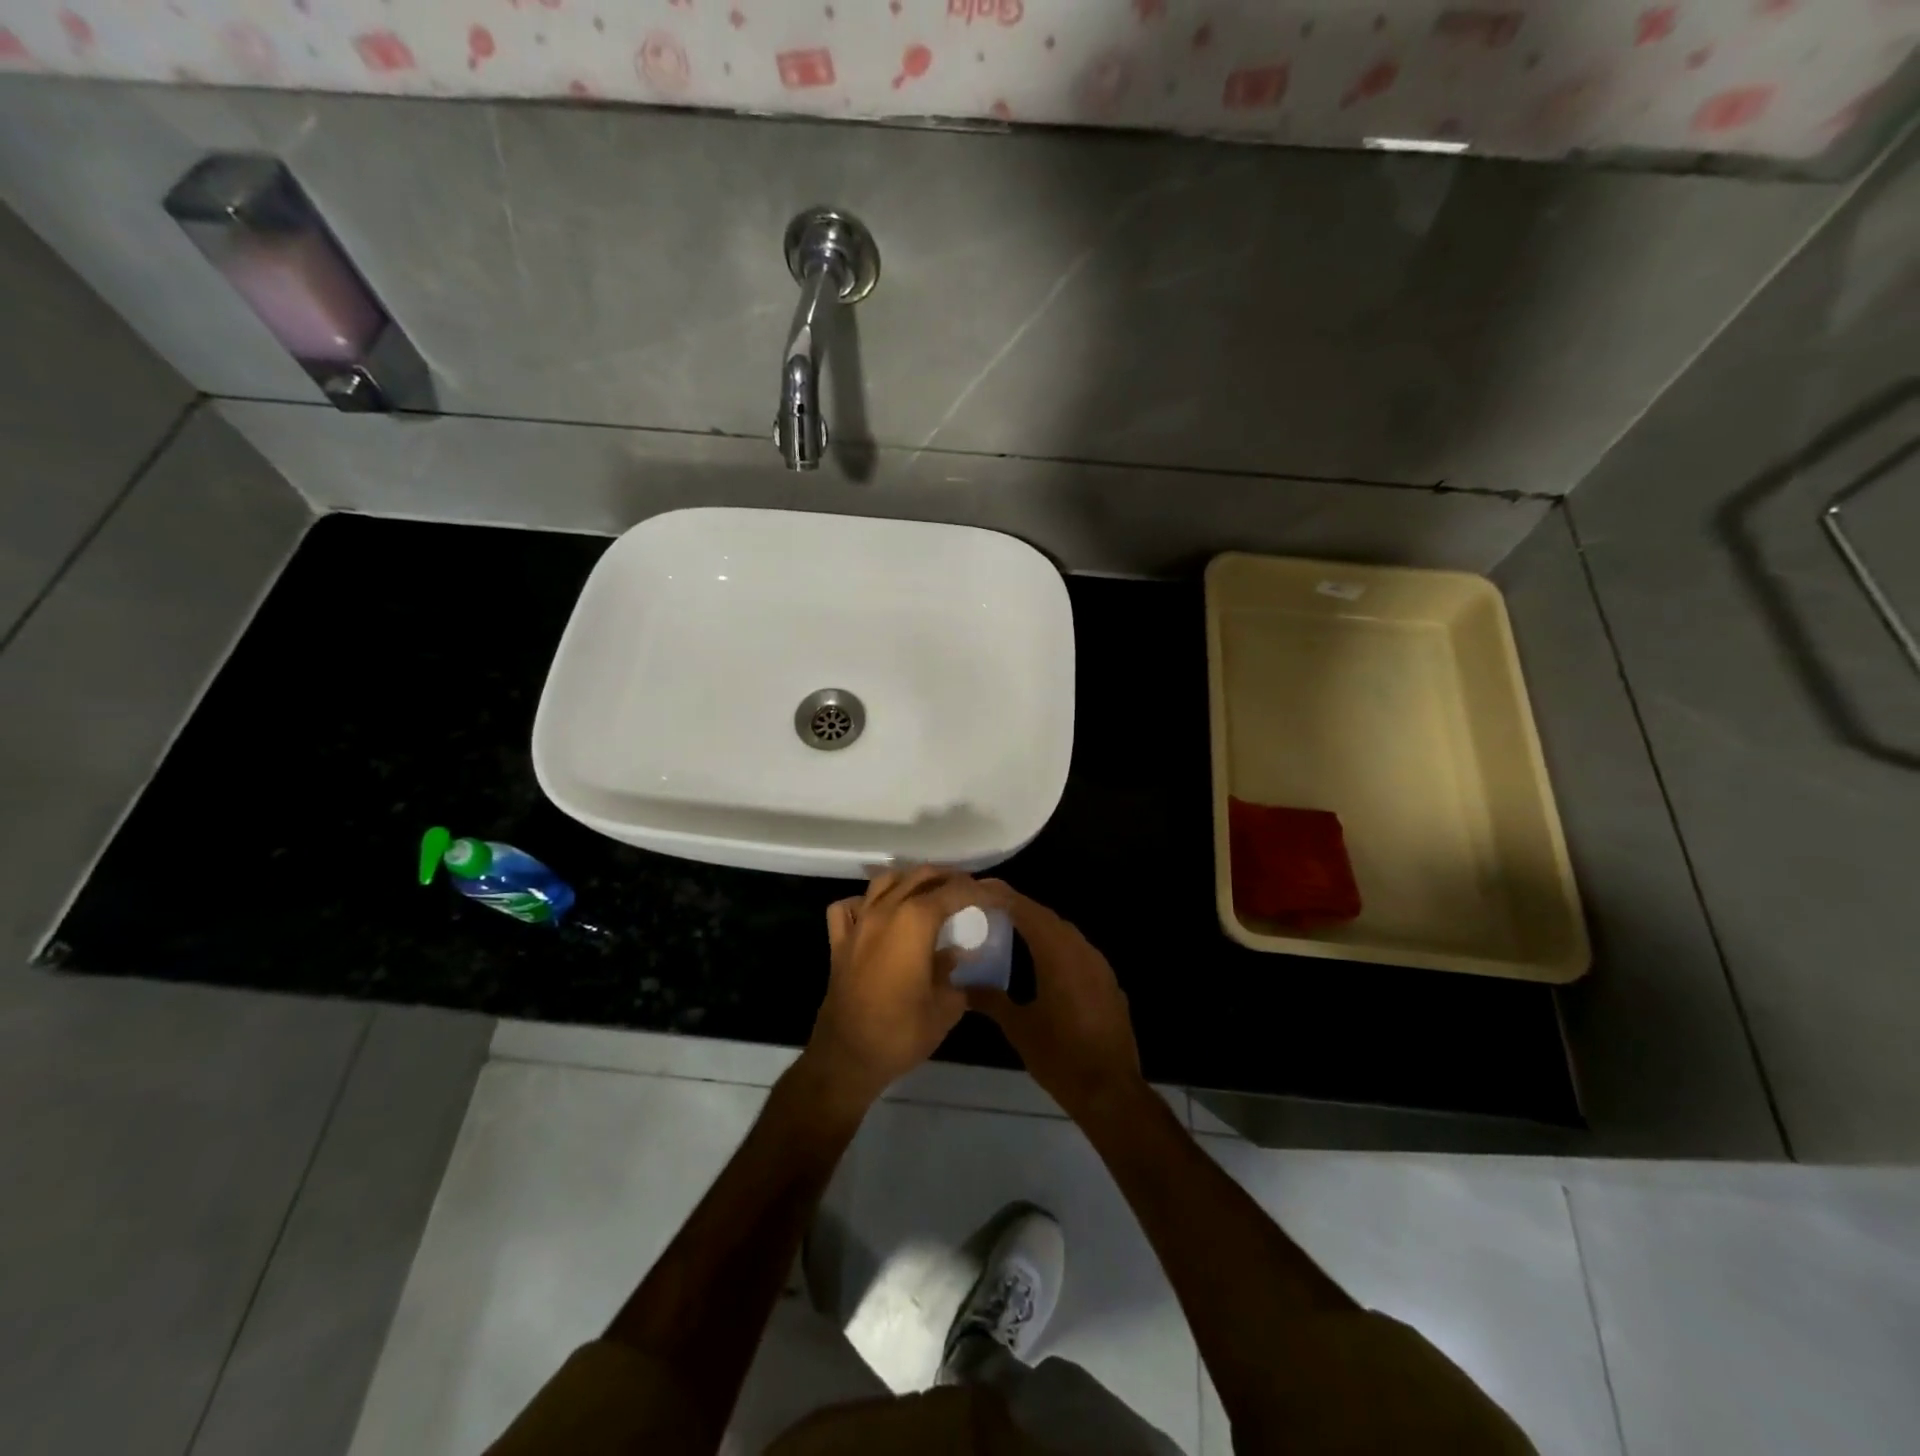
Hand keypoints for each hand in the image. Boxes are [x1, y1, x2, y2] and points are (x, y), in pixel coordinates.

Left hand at [805, 866, 1000, 1108]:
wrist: (847, 1057)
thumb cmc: (901, 1032)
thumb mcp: (945, 1008)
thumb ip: (956, 974)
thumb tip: (959, 957)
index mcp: (915, 921)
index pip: (953, 892)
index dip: (977, 890)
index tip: (994, 894)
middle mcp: (885, 911)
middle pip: (918, 877)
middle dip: (946, 877)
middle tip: (967, 889)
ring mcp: (858, 924)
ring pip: (884, 882)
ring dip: (909, 881)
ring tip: (927, 892)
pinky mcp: (838, 942)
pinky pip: (848, 907)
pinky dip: (864, 902)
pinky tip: (875, 913)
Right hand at [965, 886, 1143, 1120]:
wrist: (1111, 1090)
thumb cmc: (1060, 1056)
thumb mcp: (1018, 1028)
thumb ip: (990, 1000)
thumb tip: (962, 984)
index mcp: (1058, 953)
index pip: (1027, 911)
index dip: (1003, 896)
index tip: (980, 888)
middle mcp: (1081, 950)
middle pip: (1047, 917)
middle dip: (1019, 908)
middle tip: (990, 907)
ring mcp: (1099, 966)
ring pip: (1065, 933)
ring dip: (1039, 926)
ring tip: (1010, 928)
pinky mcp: (1108, 983)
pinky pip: (1078, 952)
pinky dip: (1056, 946)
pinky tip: (1041, 961)